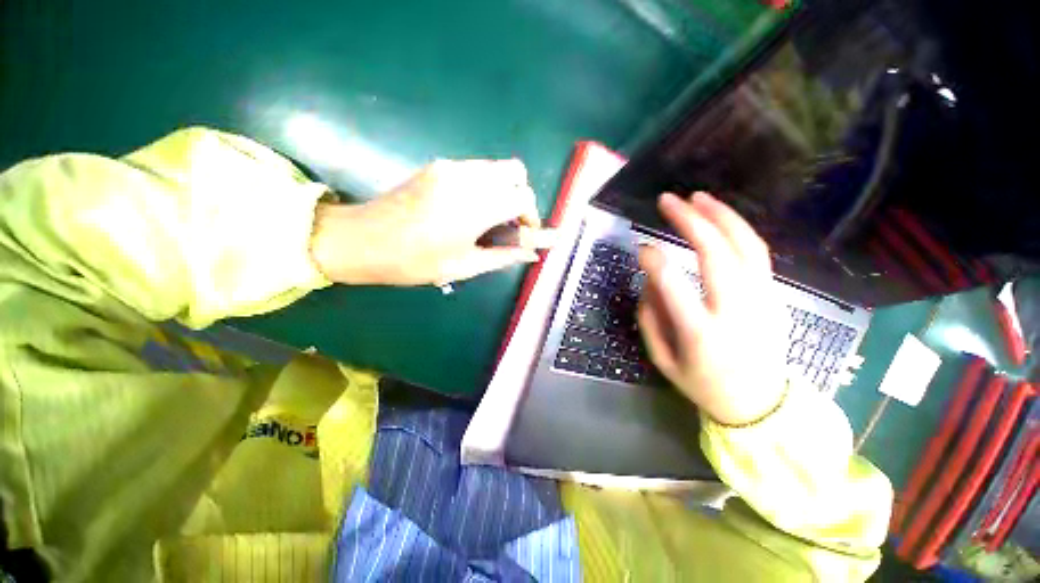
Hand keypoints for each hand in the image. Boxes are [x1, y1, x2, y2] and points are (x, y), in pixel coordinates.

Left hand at [310, 159, 554, 285]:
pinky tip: (469, 209)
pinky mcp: (438, 165)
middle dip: (521, 198)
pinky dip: (485, 185)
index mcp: (477, 205)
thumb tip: (532, 253)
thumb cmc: (415, 261)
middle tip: (509, 224)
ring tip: (489, 219)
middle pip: (516, 172)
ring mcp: (451, 167)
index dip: (532, 217)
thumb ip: (504, 256)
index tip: (525, 235)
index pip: (524, 197)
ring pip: (496, 167)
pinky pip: (476, 169)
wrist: (363, 239)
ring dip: (503, 190)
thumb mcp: (465, 265)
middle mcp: (468, 177)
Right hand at [638, 192, 787, 425]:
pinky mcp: (775, 296)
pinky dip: (739, 231)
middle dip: (690, 221)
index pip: (674, 287)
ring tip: (697, 197)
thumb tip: (649, 281)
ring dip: (721, 216)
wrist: (760, 404)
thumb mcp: (663, 361)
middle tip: (667, 200)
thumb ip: (650, 320)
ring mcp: (762, 301)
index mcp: (701, 334)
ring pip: (746, 247)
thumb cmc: (703, 384)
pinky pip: (758, 255)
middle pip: (716, 254)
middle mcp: (735, 312)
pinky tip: (721, 219)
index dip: (654, 261)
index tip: (640, 248)